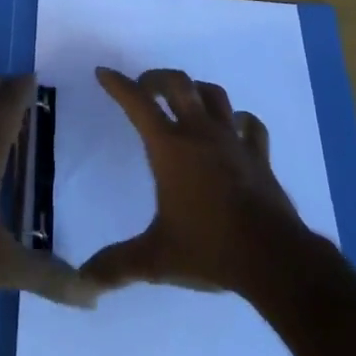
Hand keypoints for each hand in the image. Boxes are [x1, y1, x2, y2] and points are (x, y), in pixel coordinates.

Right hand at [82, 66, 311, 295]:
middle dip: (157, 78)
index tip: (104, 72)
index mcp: (170, 148)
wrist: (273, 257)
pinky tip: (234, 127)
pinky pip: (250, 125)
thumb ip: (117, 266)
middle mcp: (200, 133)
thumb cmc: (209, 249)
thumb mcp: (156, 259)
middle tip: (144, 88)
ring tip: (185, 99)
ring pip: (214, 95)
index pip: (137, 104)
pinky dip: (239, 120)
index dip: (118, 85)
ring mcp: (233, 141)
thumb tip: (82, 283)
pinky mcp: (259, 156)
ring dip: (196, 90)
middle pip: (178, 84)